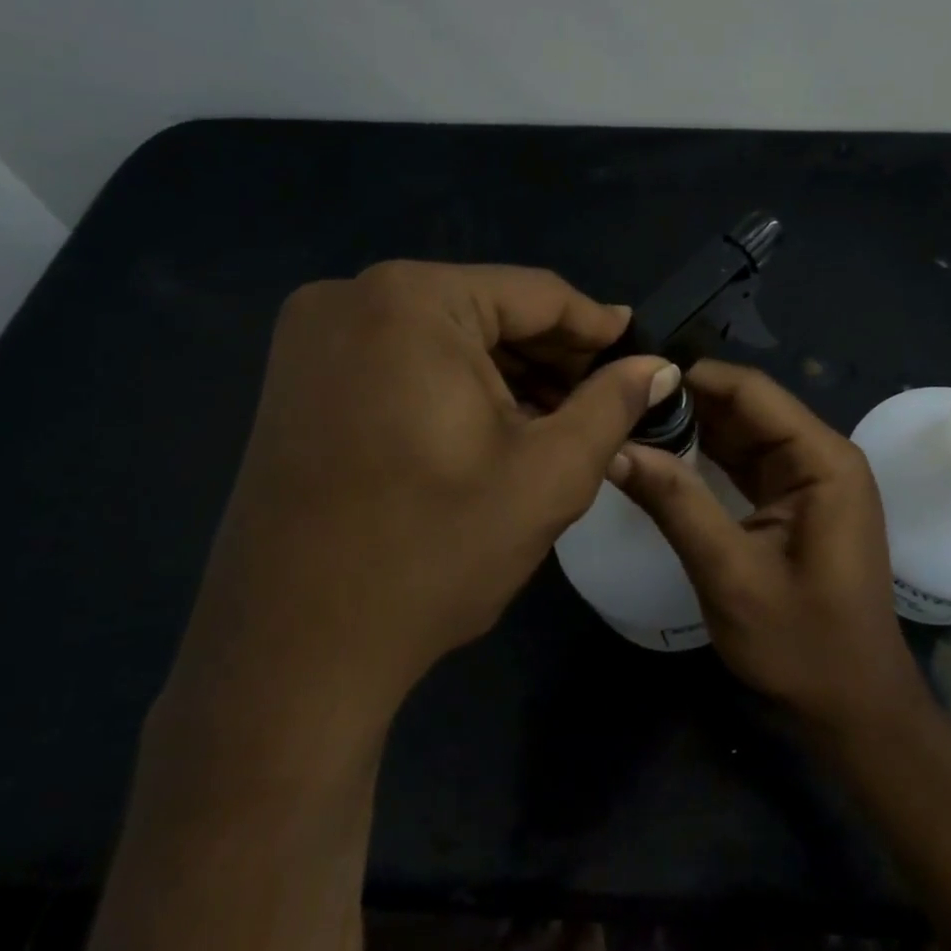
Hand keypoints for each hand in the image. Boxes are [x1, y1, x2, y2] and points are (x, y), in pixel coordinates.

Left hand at [161, 262, 675, 765]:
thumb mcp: (549, 474)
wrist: (290, 655)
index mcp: (414, 301)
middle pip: (487, 310)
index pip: (537, 295)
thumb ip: (613, 404)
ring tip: (559, 420)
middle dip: (551, 358)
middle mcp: (353, 296)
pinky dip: (454, 386)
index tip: (641, 357)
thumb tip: (660, 367)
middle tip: (605, 400)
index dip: (598, 329)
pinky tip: (494, 428)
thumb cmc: (432, 554)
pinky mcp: (297, 377)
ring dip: (506, 374)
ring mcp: (314, 336)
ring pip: (445, 335)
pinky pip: (402, 359)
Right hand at [611, 361, 925, 732]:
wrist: (853, 708)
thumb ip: (676, 504)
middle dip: (687, 403)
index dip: (693, 378)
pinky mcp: (796, 502)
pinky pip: (747, 463)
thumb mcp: (730, 575)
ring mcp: (810, 478)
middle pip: (747, 407)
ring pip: (743, 433)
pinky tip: (664, 457)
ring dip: (693, 429)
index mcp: (822, 460)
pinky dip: (707, 459)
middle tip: (620, 404)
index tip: (632, 380)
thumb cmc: (801, 644)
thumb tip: (616, 448)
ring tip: (631, 423)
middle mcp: (821, 456)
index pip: (752, 391)